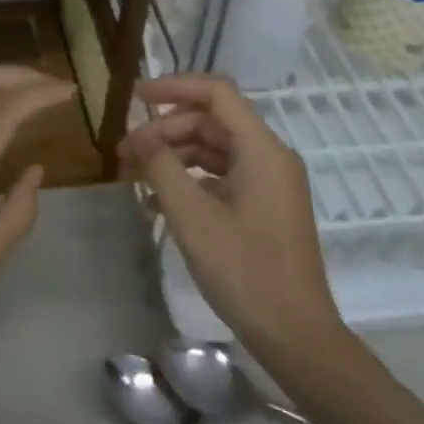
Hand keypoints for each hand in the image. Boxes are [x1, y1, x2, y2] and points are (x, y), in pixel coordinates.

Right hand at [119, 73, 340, 358]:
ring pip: (216, 149)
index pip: (216, 92)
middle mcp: (270, 156)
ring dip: (175, 155)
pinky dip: (192, 179)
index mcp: (261, 149)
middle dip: (166, 129)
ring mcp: (270, 183)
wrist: (297, 337)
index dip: (174, 87)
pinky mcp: (266, 207)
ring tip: (136, 174)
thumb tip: (142, 139)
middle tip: (126, 152)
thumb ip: (162, 168)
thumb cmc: (245, 271)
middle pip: (212, 121)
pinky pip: (224, 176)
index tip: (137, 98)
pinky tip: (159, 201)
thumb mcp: (192, 217)